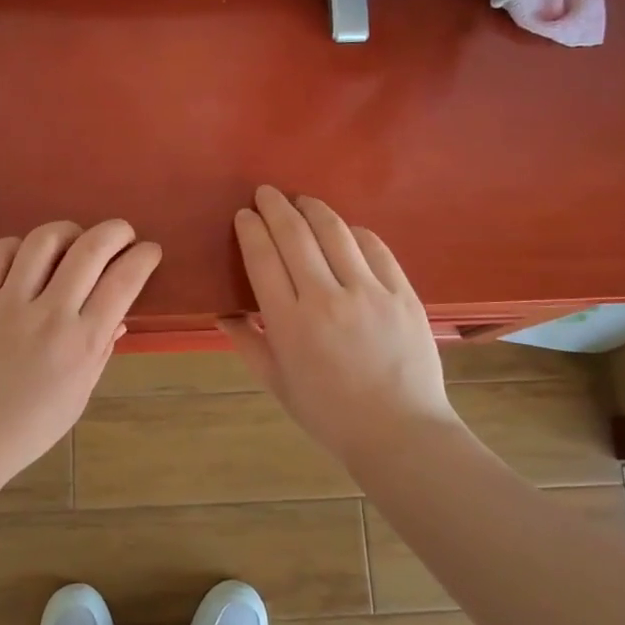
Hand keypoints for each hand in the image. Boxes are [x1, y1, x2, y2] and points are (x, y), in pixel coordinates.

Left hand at [0, 220, 161, 494]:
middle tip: (122, 233)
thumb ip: (100, 350)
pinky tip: (26, 256)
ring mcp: (7, 304)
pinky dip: (18, 245)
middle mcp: (49, 315)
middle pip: (90, 249)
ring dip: (68, 230)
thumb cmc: (31, 426)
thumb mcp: (80, 394)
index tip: (149, 251)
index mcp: (81, 343)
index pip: (123, 282)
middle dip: (115, 231)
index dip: (143, 257)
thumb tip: (118, 317)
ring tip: (74, 239)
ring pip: (43, 241)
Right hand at [226, 186, 457, 464]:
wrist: (399, 432)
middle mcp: (325, 297)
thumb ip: (247, 342)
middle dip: (275, 207)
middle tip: (266, 193)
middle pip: (295, 235)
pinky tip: (344, 228)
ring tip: (301, 200)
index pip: (262, 258)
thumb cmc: (329, 414)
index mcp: (288, 322)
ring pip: (334, 231)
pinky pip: (375, 247)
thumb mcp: (276, 383)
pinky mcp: (401, 293)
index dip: (251, 230)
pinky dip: (354, 231)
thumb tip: (223, 312)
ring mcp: (368, 292)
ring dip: (313, 208)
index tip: (244, 215)